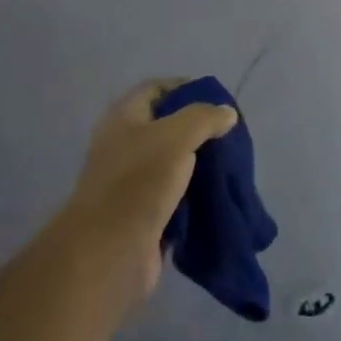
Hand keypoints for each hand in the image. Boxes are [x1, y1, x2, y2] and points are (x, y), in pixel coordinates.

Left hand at [55, 81, 238, 305]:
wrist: (110, 252)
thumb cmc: (139, 181)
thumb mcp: (177, 135)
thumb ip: (205, 118)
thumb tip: (227, 113)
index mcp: (123, 117)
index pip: (157, 89)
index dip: (187, 89)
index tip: (219, 102)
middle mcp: (124, 145)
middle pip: (167, 127)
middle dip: (200, 130)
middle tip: (230, 137)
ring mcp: (132, 181)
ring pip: (174, 163)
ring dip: (200, 165)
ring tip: (230, 166)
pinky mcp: (143, 214)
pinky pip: (175, 196)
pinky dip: (195, 195)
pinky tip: (218, 195)